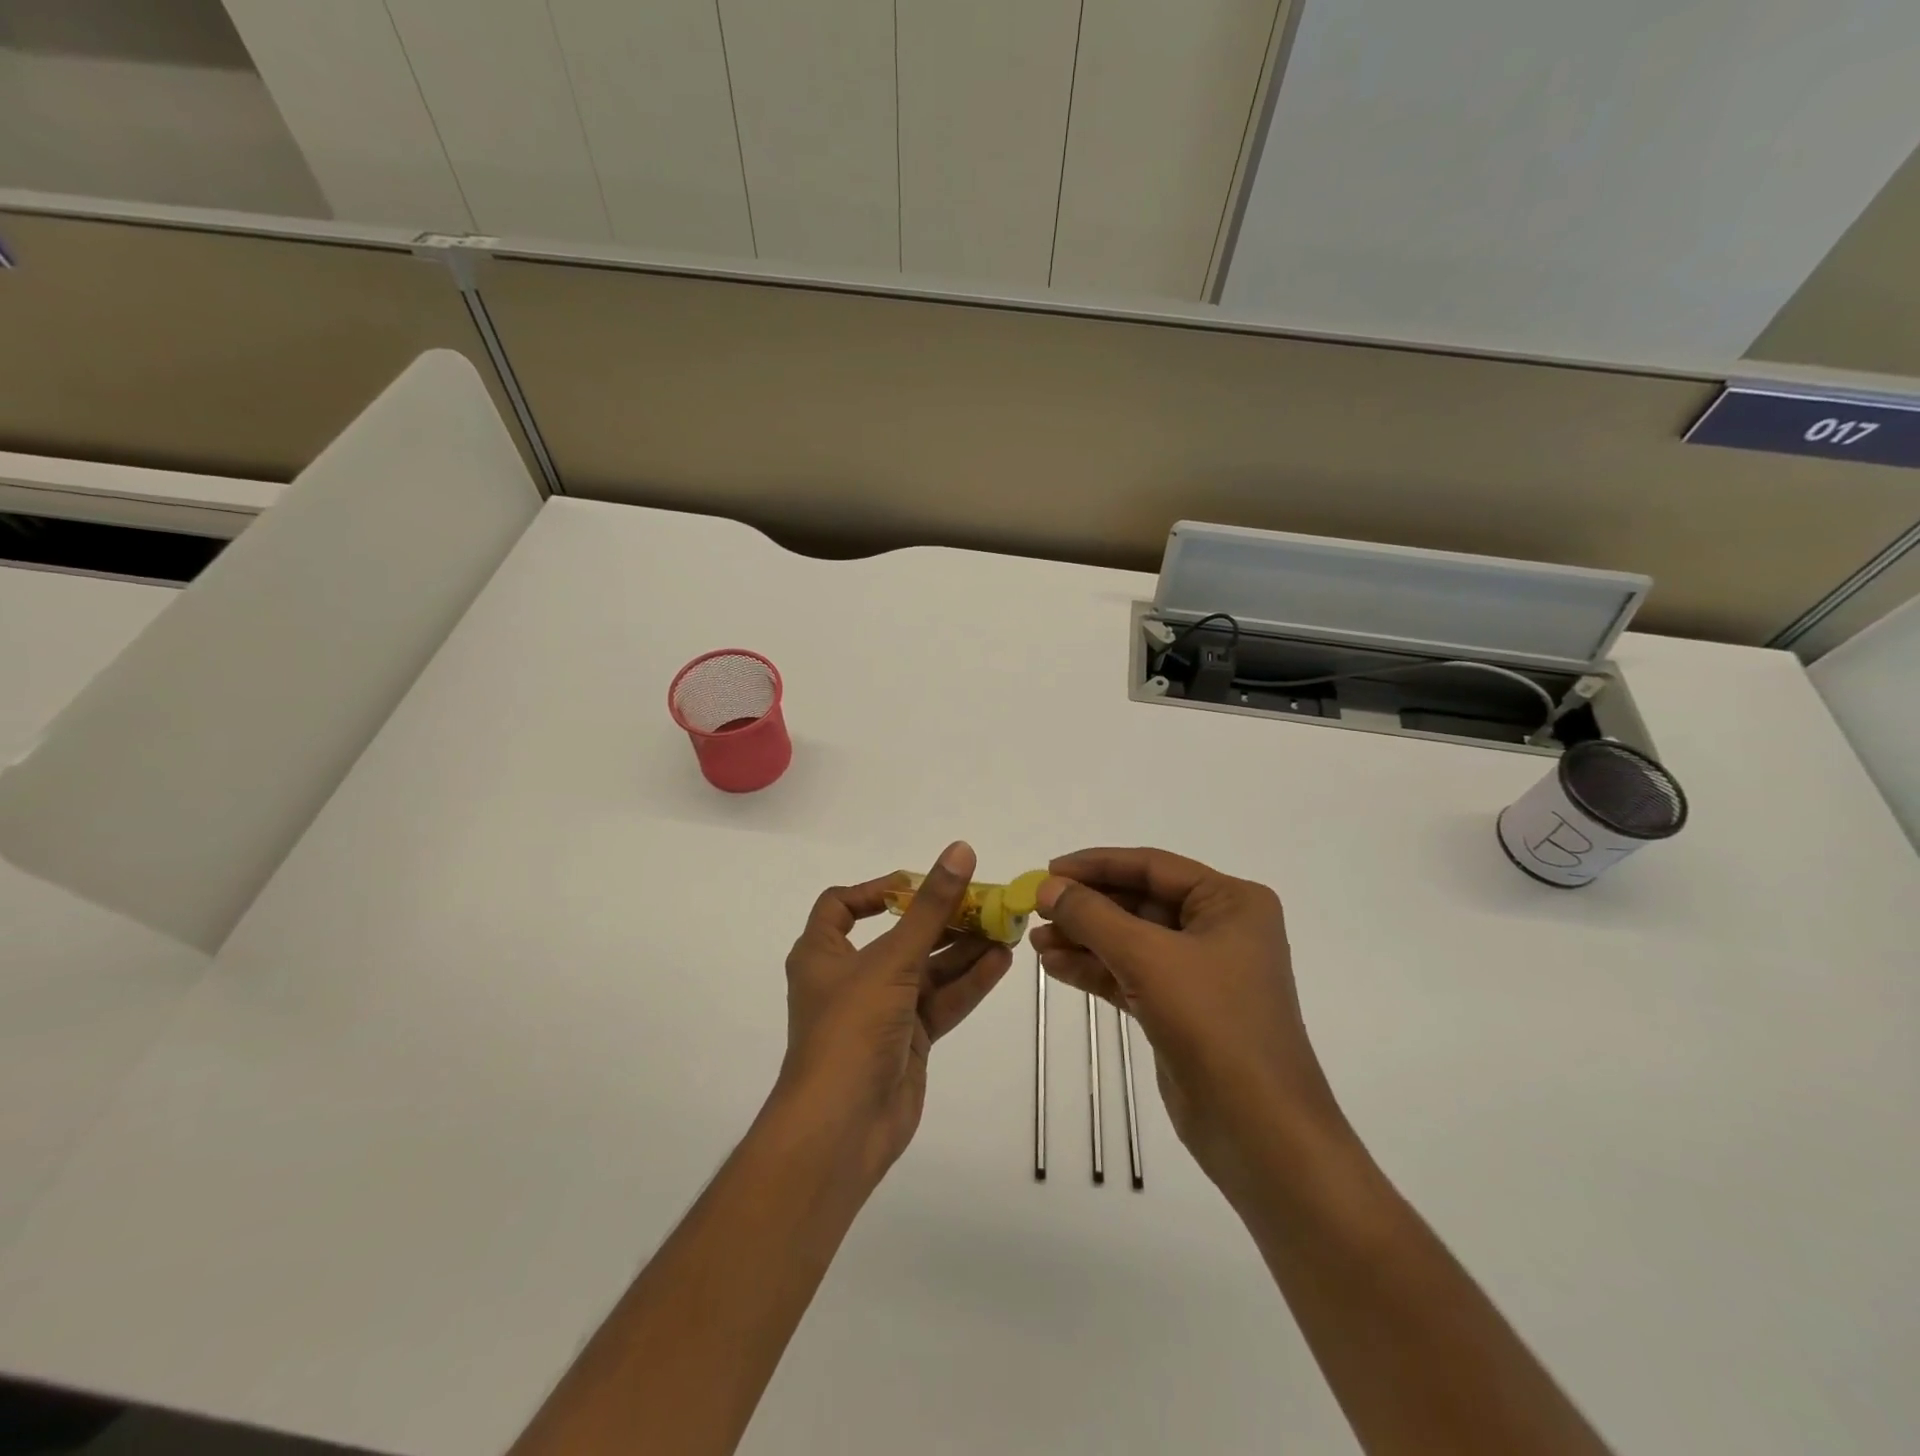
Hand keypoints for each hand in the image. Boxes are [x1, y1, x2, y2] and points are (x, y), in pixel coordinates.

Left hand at [778, 841, 1013, 1182]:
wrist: (842, 1127)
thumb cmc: (852, 1028)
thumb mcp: (892, 959)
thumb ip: (931, 907)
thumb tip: (960, 850)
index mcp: (823, 953)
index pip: (842, 906)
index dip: (878, 890)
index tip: (920, 884)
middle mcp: (850, 977)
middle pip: (899, 936)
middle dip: (941, 919)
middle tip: (985, 902)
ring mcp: (881, 1011)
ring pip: (926, 969)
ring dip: (963, 949)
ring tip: (1005, 928)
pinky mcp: (908, 1040)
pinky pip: (940, 1001)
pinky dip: (967, 982)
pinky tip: (1001, 962)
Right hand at [1031, 847, 1345, 1195]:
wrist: (1258, 1130)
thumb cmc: (1213, 1023)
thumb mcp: (1147, 958)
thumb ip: (1093, 917)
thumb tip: (1048, 887)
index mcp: (1230, 902)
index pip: (1152, 866)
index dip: (1096, 865)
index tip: (1048, 870)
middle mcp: (1219, 929)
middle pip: (1139, 902)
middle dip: (1087, 907)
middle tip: (1036, 909)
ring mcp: (1200, 972)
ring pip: (1131, 940)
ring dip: (1084, 939)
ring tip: (1036, 942)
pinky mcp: (1181, 1009)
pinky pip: (1131, 974)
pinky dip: (1095, 969)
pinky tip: (1055, 967)